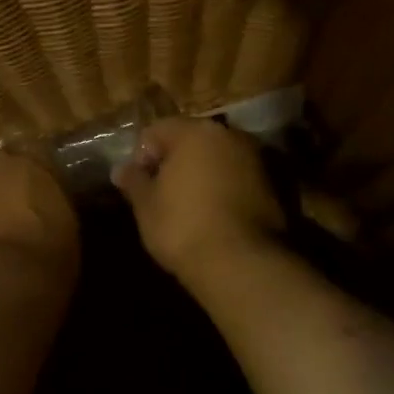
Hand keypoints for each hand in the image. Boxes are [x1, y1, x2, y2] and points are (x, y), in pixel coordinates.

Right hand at [112, 116, 285, 283]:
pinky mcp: (272, 185)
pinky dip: (222, 189)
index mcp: (195, 132)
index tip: (138, 185)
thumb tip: (121, 170)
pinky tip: (212, 216)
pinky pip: (236, 178)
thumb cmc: (182, 226)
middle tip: (160, 194)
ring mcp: (255, 159)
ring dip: (200, 175)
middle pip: (191, 140)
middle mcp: (229, 136)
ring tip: (186, 207)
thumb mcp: (145, 205)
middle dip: (173, 162)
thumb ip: (133, 181)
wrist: (240, 262)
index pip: (156, 131)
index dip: (141, 156)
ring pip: (216, 159)